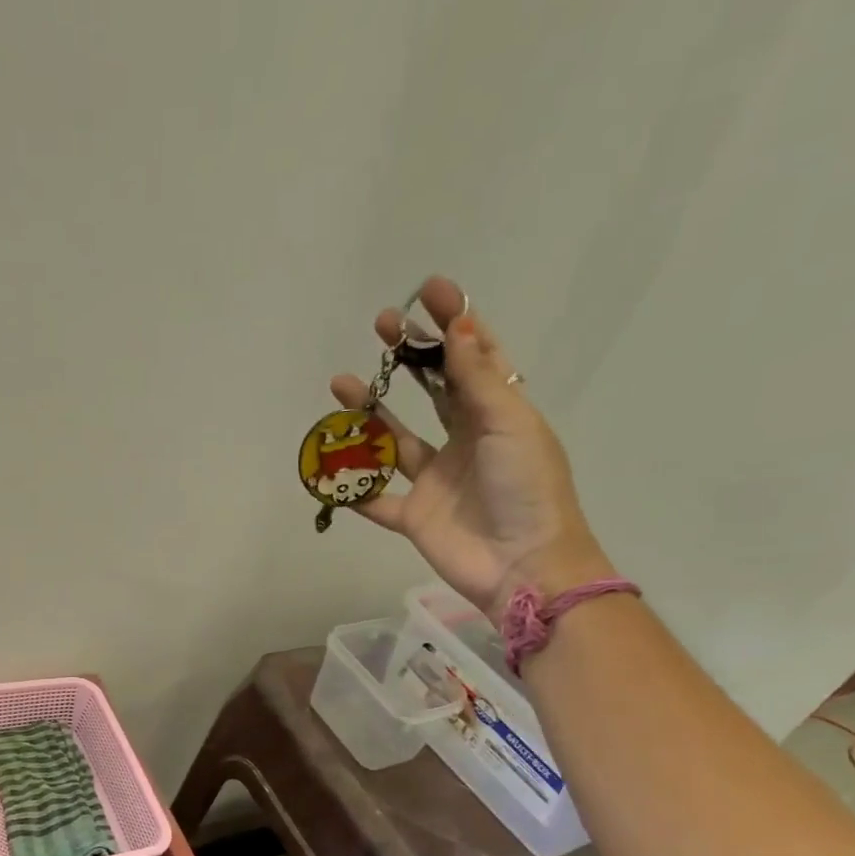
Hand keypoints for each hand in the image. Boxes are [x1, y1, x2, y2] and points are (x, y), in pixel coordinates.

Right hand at [330, 275, 614, 617]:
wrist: (522, 565)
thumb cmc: (527, 488)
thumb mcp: (509, 423)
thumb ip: (477, 380)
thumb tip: (458, 325)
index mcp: (497, 414)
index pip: (472, 358)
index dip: (453, 322)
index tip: (429, 290)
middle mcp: (464, 441)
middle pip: (432, 390)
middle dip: (408, 356)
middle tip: (382, 326)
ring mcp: (435, 479)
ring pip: (394, 439)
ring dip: (369, 412)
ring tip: (341, 383)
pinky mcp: (412, 516)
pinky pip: (375, 498)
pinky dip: (352, 486)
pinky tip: (327, 465)